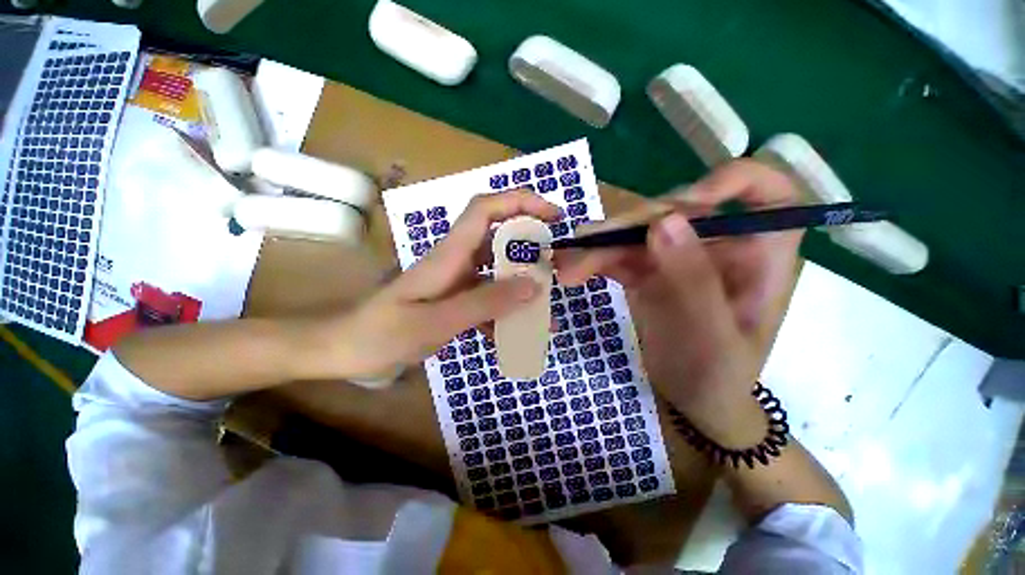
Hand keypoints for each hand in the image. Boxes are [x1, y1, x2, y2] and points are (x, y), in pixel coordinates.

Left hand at [303, 191, 560, 380]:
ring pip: (498, 272)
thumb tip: (533, 286)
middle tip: (557, 267)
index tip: (552, 216)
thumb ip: (485, 302)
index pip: (486, 210)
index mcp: (449, 255)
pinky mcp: (456, 301)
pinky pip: (488, 299)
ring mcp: (457, 282)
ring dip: (523, 285)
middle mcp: (457, 261)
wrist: (345, 351)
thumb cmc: (382, 333)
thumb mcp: (436, 321)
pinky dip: (506, 312)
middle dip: (531, 247)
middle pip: (499, 239)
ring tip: (546, 307)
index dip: (520, 202)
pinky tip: (519, 333)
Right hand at [559, 160, 801, 444]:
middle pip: (675, 211)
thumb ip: (694, 280)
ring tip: (567, 268)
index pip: (767, 193)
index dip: (732, 180)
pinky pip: (620, 255)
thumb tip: (663, 222)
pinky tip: (573, 272)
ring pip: (637, 233)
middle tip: (585, 248)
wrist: (694, 399)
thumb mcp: (713, 337)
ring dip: (599, 246)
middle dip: (628, 226)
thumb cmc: (719, 376)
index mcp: (759, 256)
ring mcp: (679, 257)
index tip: (687, 203)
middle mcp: (719, 246)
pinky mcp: (649, 272)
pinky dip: (595, 261)